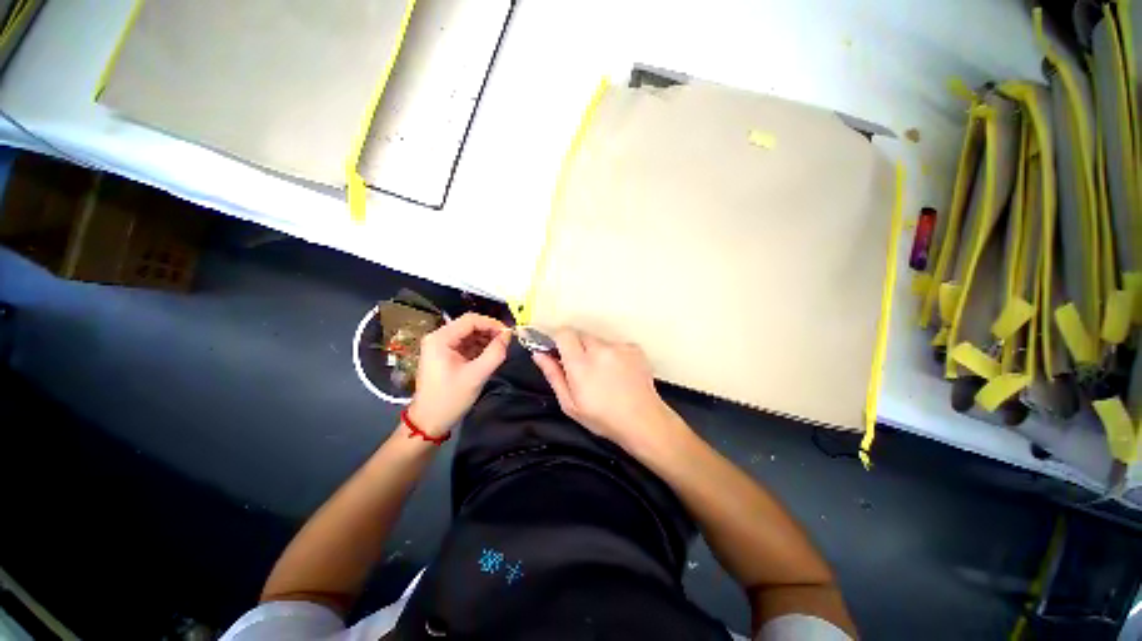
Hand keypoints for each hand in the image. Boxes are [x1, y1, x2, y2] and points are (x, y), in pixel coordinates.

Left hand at [408, 313, 509, 435]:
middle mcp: (439, 338)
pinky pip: (466, 345)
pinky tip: (491, 355)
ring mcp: (441, 346)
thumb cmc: (450, 398)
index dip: (492, 323)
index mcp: (441, 338)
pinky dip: (480, 347)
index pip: (471, 320)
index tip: (509, 334)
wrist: (429, 422)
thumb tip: (508, 335)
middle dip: (490, 331)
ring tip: (501, 349)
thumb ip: (495, 353)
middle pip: (470, 325)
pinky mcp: (446, 355)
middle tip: (507, 342)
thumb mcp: (477, 375)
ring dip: (486, 339)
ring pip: (469, 334)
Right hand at [532, 329, 684, 449]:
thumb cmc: (603, 418)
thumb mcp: (570, 404)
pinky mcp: (634, 348)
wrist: (644, 421)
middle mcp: (600, 349)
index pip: (564, 333)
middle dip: (577, 347)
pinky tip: (619, 373)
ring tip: (604, 374)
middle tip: (581, 368)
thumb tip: (539, 354)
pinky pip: (615, 345)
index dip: (558, 339)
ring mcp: (619, 347)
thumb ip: (553, 375)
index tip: (558, 351)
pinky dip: (613, 354)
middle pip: (581, 335)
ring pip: (599, 340)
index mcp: (581, 363)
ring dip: (596, 351)